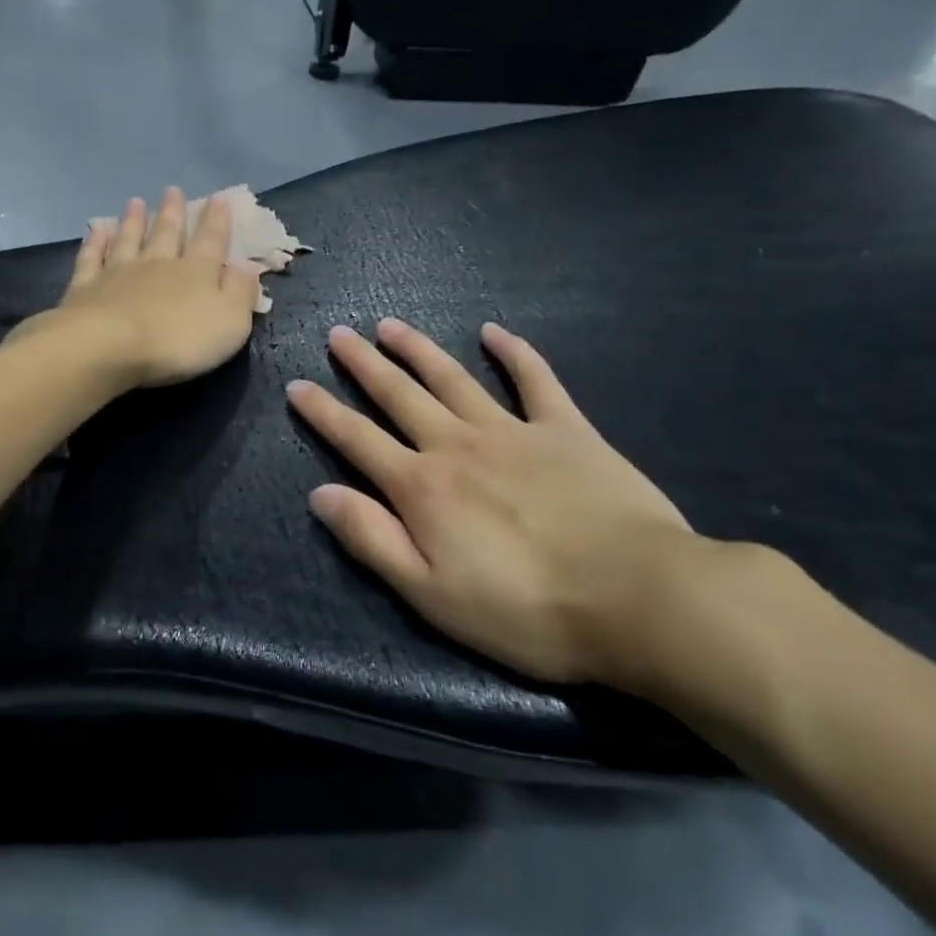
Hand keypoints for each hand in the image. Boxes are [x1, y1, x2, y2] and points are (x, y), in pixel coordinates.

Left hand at [15, 189, 262, 389]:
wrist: (108, 347)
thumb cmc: (178, 341)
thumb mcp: (229, 322)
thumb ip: (240, 292)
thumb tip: (246, 265)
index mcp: (196, 273)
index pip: (211, 241)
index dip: (217, 220)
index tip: (218, 199)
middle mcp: (157, 264)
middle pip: (166, 233)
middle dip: (172, 212)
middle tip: (172, 190)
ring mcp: (118, 273)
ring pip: (128, 239)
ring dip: (133, 220)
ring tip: (135, 202)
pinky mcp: (85, 288)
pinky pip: (91, 258)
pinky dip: (94, 243)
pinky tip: (96, 229)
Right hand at [287, 319, 713, 687]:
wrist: (638, 598)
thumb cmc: (527, 610)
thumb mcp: (431, 594)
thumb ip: (372, 540)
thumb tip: (321, 494)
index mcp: (422, 487)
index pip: (357, 439)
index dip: (322, 412)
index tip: (297, 384)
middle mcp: (457, 445)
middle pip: (399, 395)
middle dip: (364, 364)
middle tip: (339, 334)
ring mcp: (513, 430)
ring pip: (453, 378)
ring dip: (418, 349)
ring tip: (390, 326)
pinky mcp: (566, 429)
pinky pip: (535, 380)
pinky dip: (514, 352)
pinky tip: (494, 332)